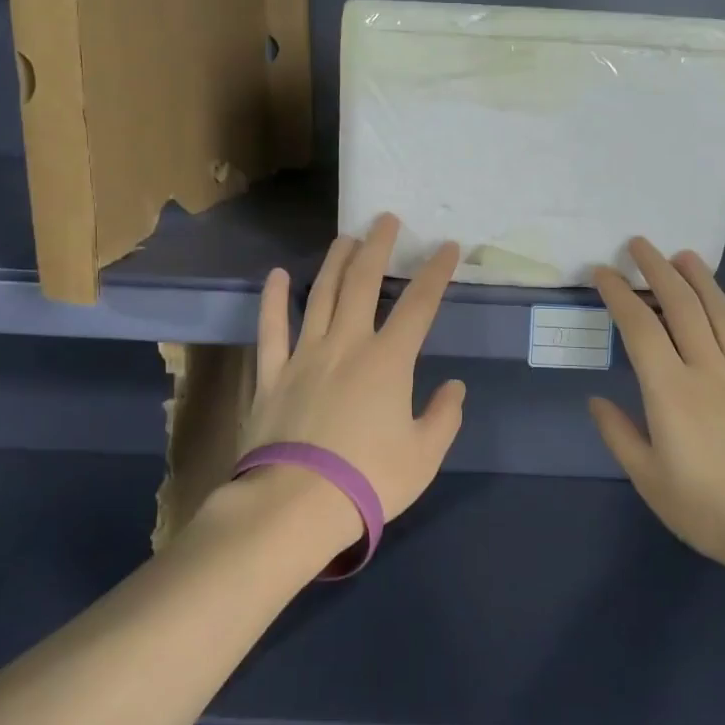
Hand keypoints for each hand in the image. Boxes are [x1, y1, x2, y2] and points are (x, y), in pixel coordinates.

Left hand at [245, 214, 466, 536]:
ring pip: (319, 295)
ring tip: (345, 238)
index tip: (447, 247)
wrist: (295, 504)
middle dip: (377, 247)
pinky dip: (272, 300)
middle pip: (362, 283)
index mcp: (388, 361)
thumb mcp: (423, 456)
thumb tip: (454, 387)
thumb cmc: (368, 480)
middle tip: (385, 220)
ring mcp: (304, 355)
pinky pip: (270, 330)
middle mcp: (346, 344)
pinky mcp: (271, 374)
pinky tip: (275, 276)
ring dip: (334, 262)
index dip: (436, 272)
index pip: (419, 305)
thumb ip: (443, 416)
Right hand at [588, 238, 724, 578]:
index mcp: (669, 390)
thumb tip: (596, 401)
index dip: (618, 294)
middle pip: (681, 306)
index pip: (639, 327)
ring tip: (685, 256)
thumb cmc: (709, 509)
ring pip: (721, 314)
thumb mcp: (650, 480)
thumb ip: (620, 435)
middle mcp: (707, 369)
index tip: (603, 272)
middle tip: (640, 244)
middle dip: (657, 270)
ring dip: (701, 280)